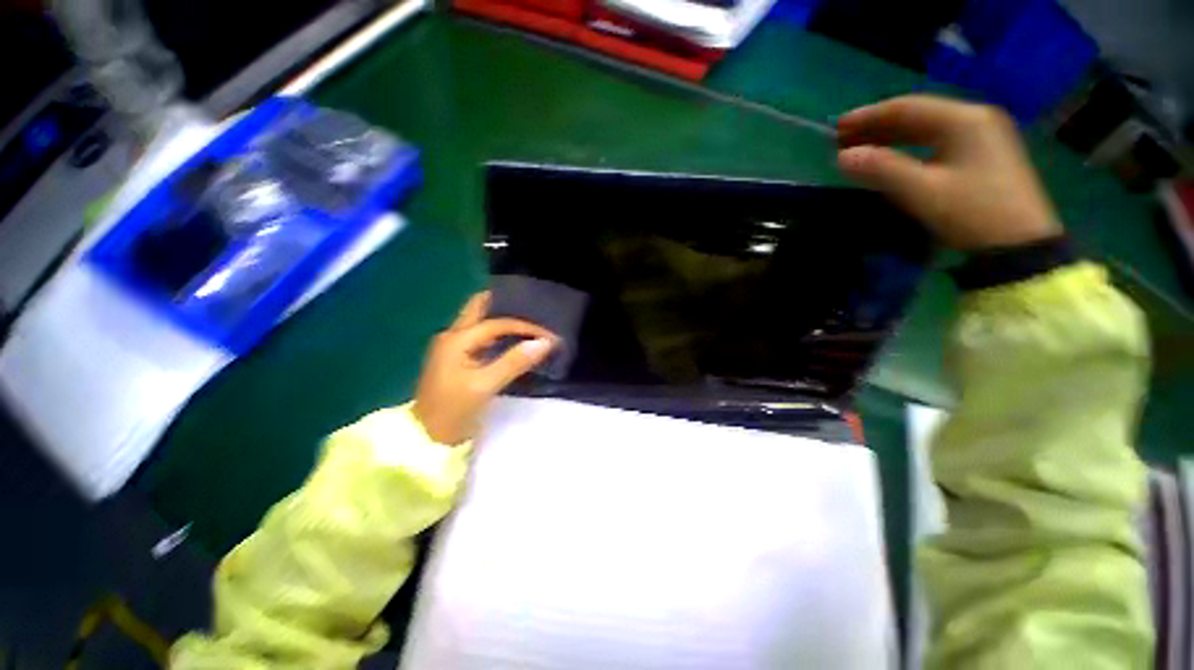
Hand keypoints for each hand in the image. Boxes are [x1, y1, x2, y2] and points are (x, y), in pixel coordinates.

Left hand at [413, 292, 556, 445]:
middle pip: (480, 308)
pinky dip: (500, 334)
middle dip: (506, 305)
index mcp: (457, 339)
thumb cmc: (453, 411)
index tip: (549, 336)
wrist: (426, 439)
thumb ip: (514, 361)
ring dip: (504, 320)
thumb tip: (544, 343)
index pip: (497, 323)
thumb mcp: (485, 386)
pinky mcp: (457, 357)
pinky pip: (482, 336)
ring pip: (481, 321)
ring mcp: (453, 345)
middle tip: (534, 310)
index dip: (525, 327)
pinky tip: (515, 341)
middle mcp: (453, 335)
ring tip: (531, 324)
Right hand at [837, 95, 1062, 250]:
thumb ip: (882, 170)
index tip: (837, 127)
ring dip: (893, 136)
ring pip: (928, 128)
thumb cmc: (972, 212)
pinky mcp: (985, 155)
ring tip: (862, 146)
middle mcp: (976, 119)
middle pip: (918, 115)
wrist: (1020, 245)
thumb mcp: (923, 191)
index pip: (907, 108)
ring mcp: (984, 136)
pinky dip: (910, 146)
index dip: (869, 116)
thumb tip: (843, 157)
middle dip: (878, 125)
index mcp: (964, 120)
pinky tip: (894, 156)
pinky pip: (938, 141)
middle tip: (844, 138)